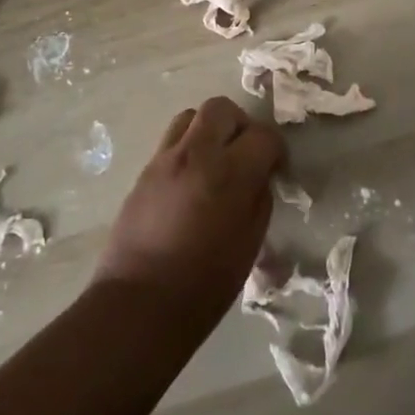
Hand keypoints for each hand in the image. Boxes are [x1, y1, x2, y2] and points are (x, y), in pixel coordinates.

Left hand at [95, 96, 285, 325]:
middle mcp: (196, 155)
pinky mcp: (144, 171)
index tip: (276, 167)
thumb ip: (258, 199)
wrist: (138, 305)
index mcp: (230, 174)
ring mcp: (165, 160)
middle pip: (222, 109)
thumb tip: (258, 177)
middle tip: (245, 153)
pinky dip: (187, 148)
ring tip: (215, 160)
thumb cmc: (204, 285)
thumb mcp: (249, 245)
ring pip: (191, 116)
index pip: (263, 136)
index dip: (275, 149)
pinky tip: (191, 180)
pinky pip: (171, 141)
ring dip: (209, 130)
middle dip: (240, 124)